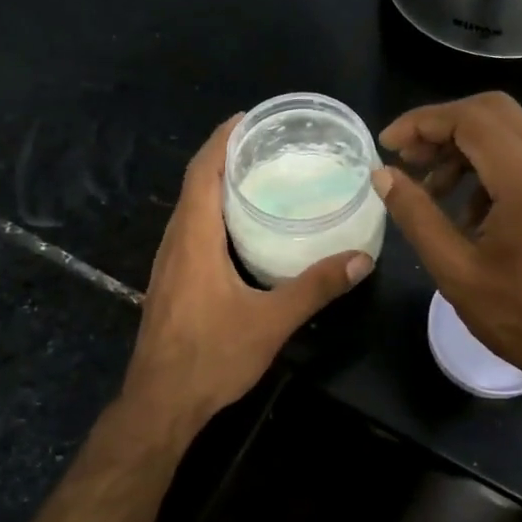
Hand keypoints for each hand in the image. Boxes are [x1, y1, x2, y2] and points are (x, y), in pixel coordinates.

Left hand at [123, 115, 373, 429]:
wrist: (160, 404)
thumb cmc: (211, 357)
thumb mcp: (270, 322)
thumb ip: (315, 288)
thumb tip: (360, 259)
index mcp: (194, 239)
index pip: (202, 172)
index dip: (221, 140)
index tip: (247, 117)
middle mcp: (175, 243)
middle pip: (194, 185)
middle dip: (223, 157)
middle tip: (265, 145)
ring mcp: (168, 265)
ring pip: (190, 211)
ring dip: (216, 186)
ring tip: (256, 178)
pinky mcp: (170, 284)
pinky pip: (190, 233)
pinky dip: (213, 215)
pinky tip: (240, 231)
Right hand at [374, 92, 521, 406]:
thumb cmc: (521, 315)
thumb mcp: (455, 269)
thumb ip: (416, 214)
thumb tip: (383, 174)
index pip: (469, 118)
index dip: (421, 123)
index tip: (386, 146)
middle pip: (491, 112)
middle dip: (442, 127)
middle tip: (407, 158)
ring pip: (507, 133)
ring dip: (463, 148)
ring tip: (430, 188)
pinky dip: (486, 167)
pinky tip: (466, 213)